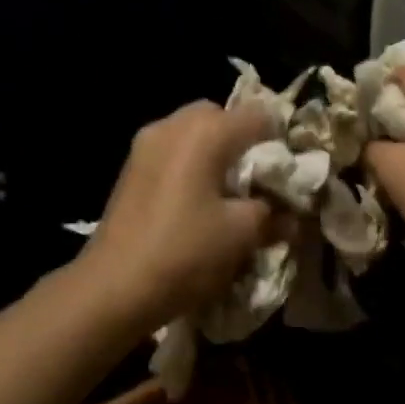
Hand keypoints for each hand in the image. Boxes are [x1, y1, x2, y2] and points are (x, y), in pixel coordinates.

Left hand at [78, 101, 282, 333]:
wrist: (114, 287)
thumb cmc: (185, 253)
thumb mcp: (241, 235)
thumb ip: (272, 215)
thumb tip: (290, 216)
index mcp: (204, 133)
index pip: (258, 116)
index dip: (281, 141)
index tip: (288, 175)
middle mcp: (171, 127)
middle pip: (219, 117)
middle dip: (243, 142)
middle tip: (258, 181)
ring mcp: (144, 147)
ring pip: (192, 135)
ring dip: (215, 156)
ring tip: (230, 195)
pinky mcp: (130, 171)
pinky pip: (172, 154)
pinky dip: (192, 168)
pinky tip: (199, 204)